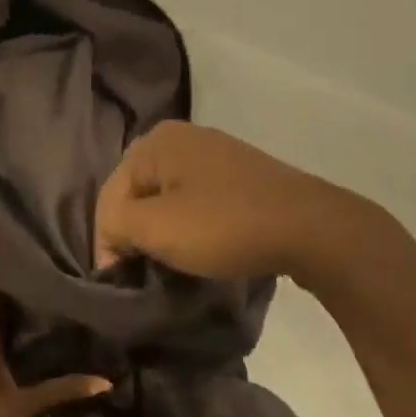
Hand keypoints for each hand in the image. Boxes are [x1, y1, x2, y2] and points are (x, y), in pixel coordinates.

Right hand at [94, 121, 365, 281]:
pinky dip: (191, 223)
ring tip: (168, 262)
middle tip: (139, 269)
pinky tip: (200, 245)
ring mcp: (216, 153)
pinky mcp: (240, 176)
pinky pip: (198, 199)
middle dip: (135, 230)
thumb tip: (111, 233)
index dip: (107, 239)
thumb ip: (117, 224)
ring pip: (169, 196)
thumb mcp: (157, 228)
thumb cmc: (223, 224)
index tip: (118, 279)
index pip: (111, 192)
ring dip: (163, 229)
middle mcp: (183, 136)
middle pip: (139, 190)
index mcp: (158, 140)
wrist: (308, 227)